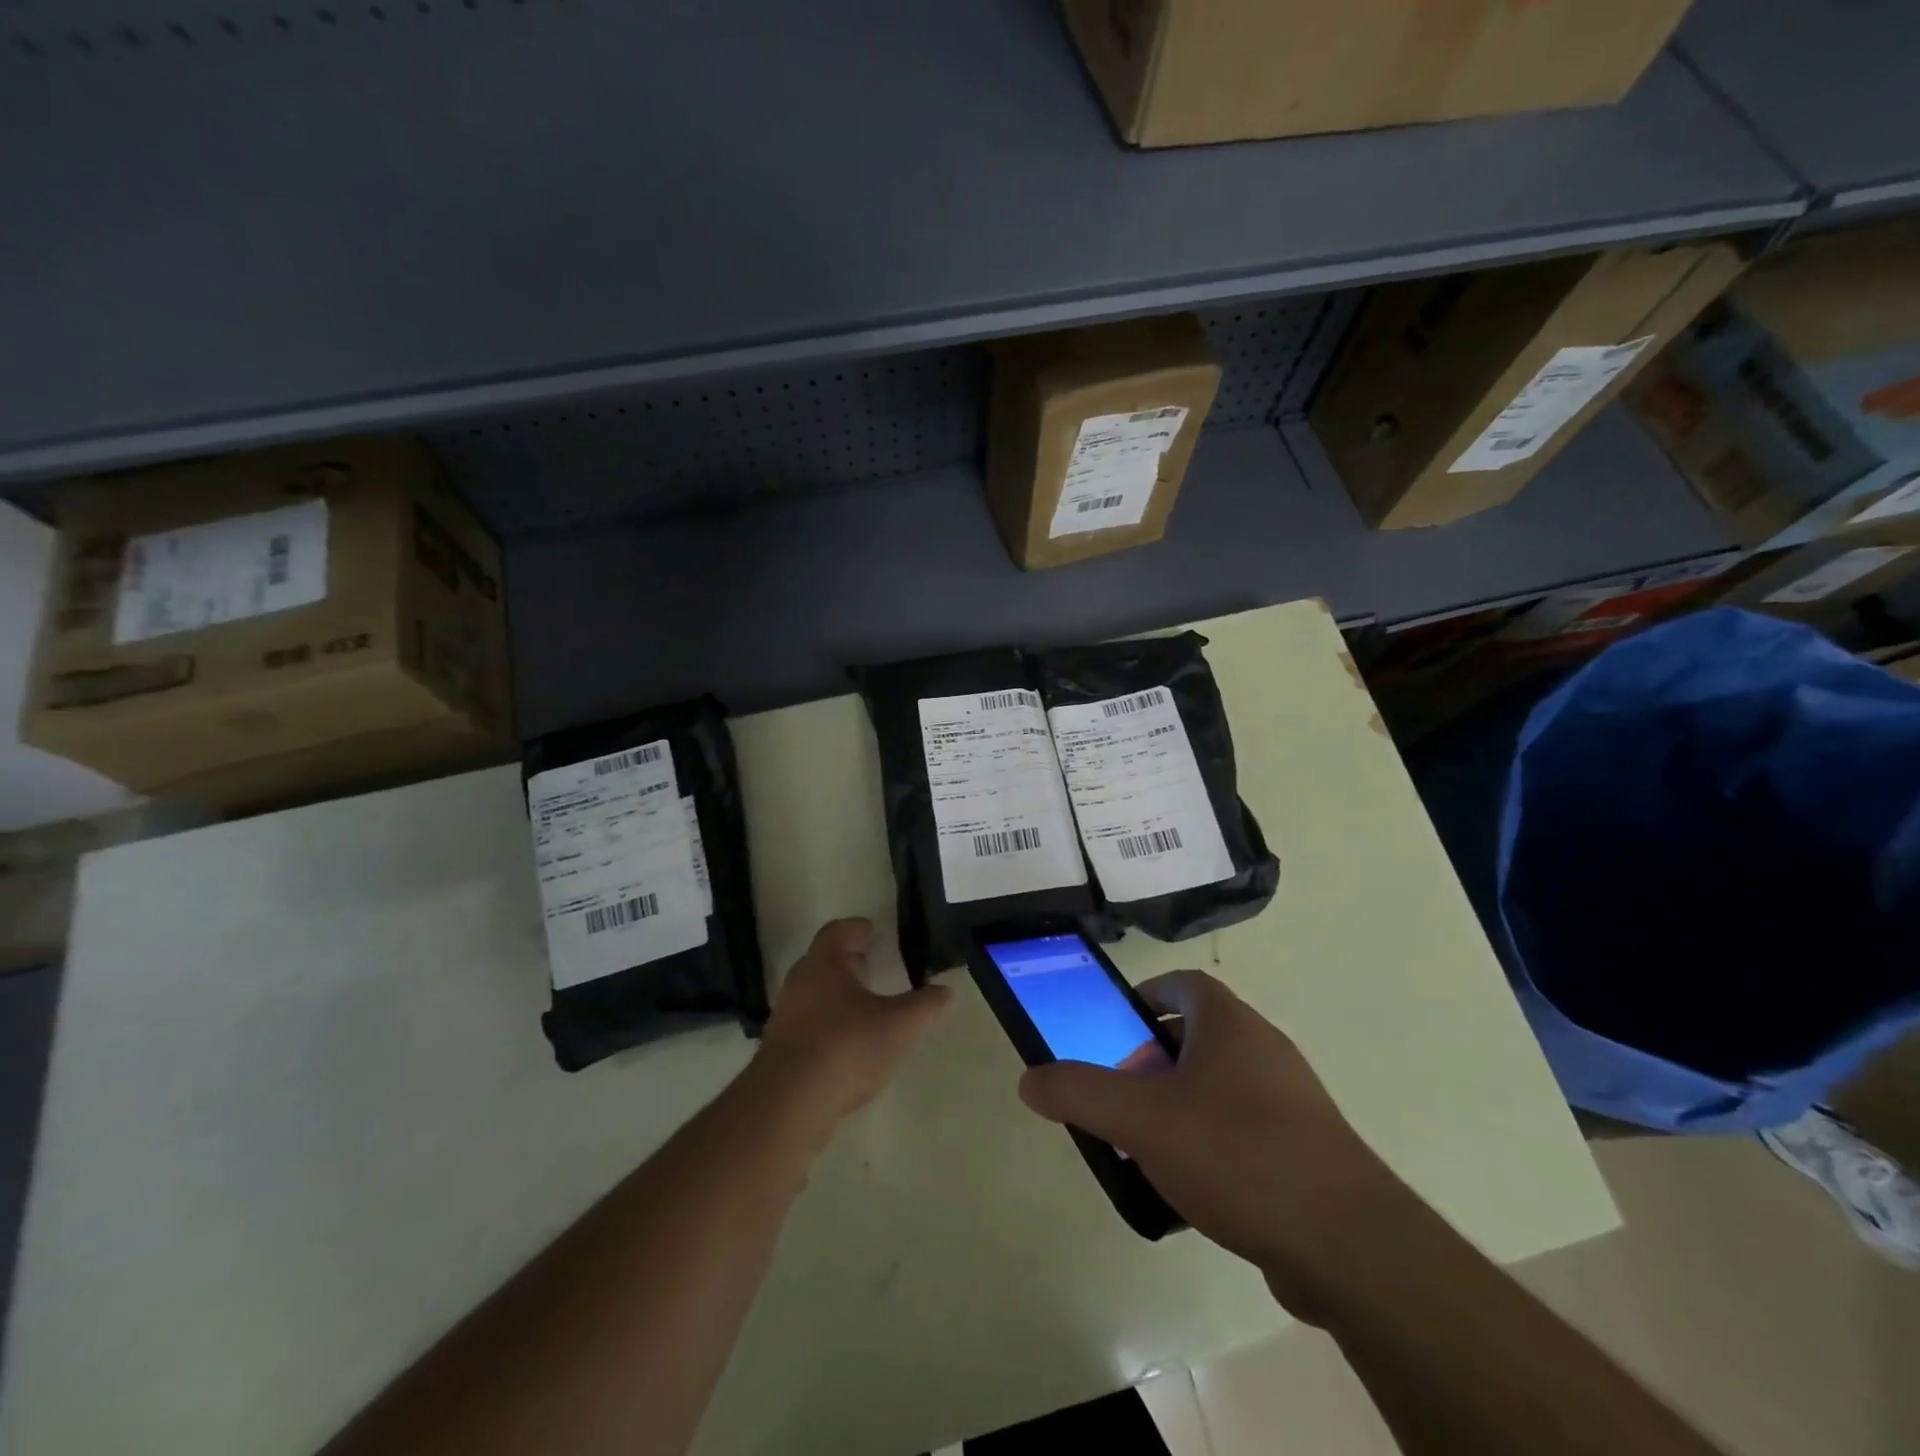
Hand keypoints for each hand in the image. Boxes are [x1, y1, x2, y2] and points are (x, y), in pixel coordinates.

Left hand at [756, 918, 952, 1128]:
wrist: (789, 1103)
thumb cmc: (847, 1046)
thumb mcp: (900, 1025)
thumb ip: (926, 1005)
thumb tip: (946, 991)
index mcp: (824, 964)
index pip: (837, 931)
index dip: (856, 929)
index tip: (873, 932)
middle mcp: (799, 983)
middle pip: (824, 961)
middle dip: (849, 962)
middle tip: (873, 966)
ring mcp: (785, 1017)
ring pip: (814, 994)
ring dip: (838, 996)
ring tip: (866, 1008)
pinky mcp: (780, 1050)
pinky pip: (808, 1024)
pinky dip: (828, 1025)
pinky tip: (848, 1044)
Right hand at [1018, 970, 1408, 1321]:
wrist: (1349, 1245)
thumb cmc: (1237, 1154)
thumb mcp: (1141, 1120)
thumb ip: (1080, 1093)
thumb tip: (1029, 1079)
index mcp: (1230, 1024)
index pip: (1182, 984)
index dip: (1145, 998)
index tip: (1115, 1029)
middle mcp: (1265, 1049)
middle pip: (1197, 1037)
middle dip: (1152, 1062)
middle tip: (1122, 1096)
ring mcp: (1292, 1101)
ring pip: (1220, 1088)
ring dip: (1180, 1107)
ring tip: (1147, 1148)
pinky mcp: (1308, 1151)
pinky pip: (1245, 1132)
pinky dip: (1212, 1147)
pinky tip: (1191, 1193)